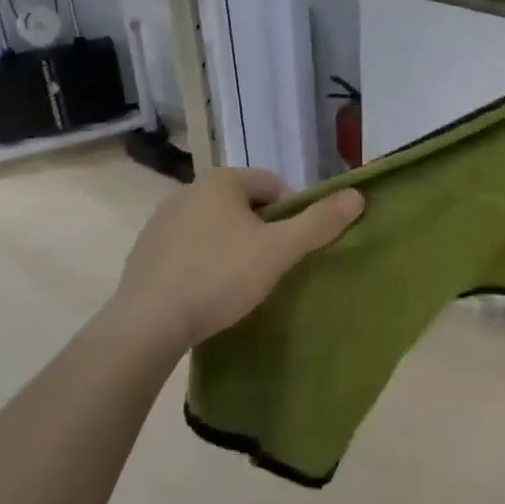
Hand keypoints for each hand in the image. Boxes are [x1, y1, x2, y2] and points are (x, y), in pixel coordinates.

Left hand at [111, 168, 364, 349]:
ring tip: (240, 285)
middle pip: (244, 205)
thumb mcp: (278, 251)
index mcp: (221, 180)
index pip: (273, 185)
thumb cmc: (219, 277)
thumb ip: (318, 223)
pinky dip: (205, 262)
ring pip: (216, 227)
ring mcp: (162, 220)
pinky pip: (189, 248)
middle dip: (262, 232)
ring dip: (233, 247)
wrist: (148, 323)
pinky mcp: (146, 250)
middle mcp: (188, 190)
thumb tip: (357, 196)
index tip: (294, 249)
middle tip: (271, 269)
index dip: (292, 215)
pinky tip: (208, 292)